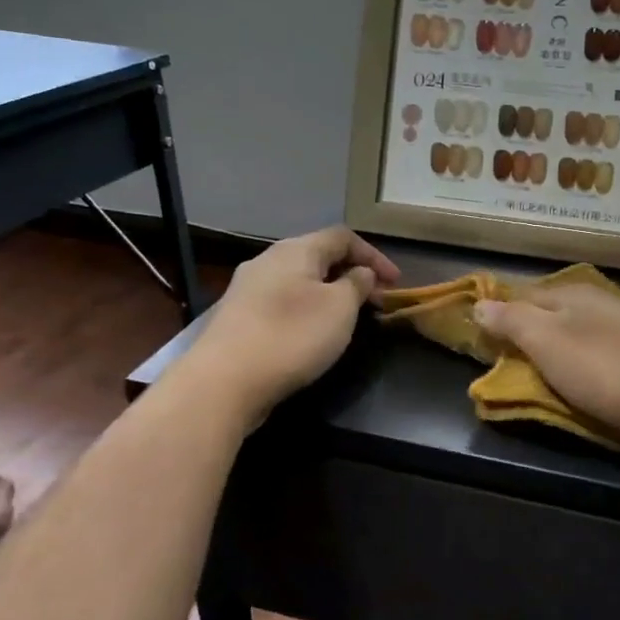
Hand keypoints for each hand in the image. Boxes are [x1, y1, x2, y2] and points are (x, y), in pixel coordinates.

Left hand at [181, 227, 400, 422]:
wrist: (223, 382)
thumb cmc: (291, 336)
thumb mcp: (340, 308)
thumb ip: (357, 284)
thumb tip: (361, 273)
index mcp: (295, 250)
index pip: (343, 237)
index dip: (374, 255)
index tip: (396, 283)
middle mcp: (268, 260)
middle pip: (319, 256)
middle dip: (352, 275)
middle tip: (376, 302)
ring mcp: (248, 289)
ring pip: (300, 280)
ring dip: (330, 293)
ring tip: (349, 318)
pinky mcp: (239, 317)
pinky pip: (283, 302)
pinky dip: (308, 309)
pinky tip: (313, 333)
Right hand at [473, 284, 619, 454]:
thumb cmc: (606, 368)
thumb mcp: (548, 342)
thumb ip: (513, 322)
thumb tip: (479, 304)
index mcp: (571, 294)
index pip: (522, 294)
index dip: (497, 311)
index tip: (475, 331)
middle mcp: (597, 304)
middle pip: (550, 312)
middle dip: (526, 328)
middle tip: (501, 355)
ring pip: (576, 332)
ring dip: (555, 347)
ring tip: (536, 369)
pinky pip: (598, 354)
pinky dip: (581, 363)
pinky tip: (580, 378)